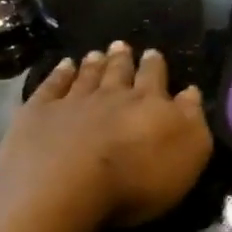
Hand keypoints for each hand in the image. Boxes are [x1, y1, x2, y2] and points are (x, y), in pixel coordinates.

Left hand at [0, 41, 211, 226]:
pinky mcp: (39, 113)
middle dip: (123, 59)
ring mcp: (73, 101)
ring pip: (87, 76)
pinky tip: (63, 66)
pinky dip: (59, 74)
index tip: (153, 53)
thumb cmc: (136, 178)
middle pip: (119, 71)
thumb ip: (191, 120)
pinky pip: (52, 87)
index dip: (155, 66)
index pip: (155, 78)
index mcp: (149, 103)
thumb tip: (191, 91)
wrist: (65, 185)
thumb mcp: (186, 154)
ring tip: (96, 52)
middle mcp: (112, 95)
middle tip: (122, 46)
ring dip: (94, 64)